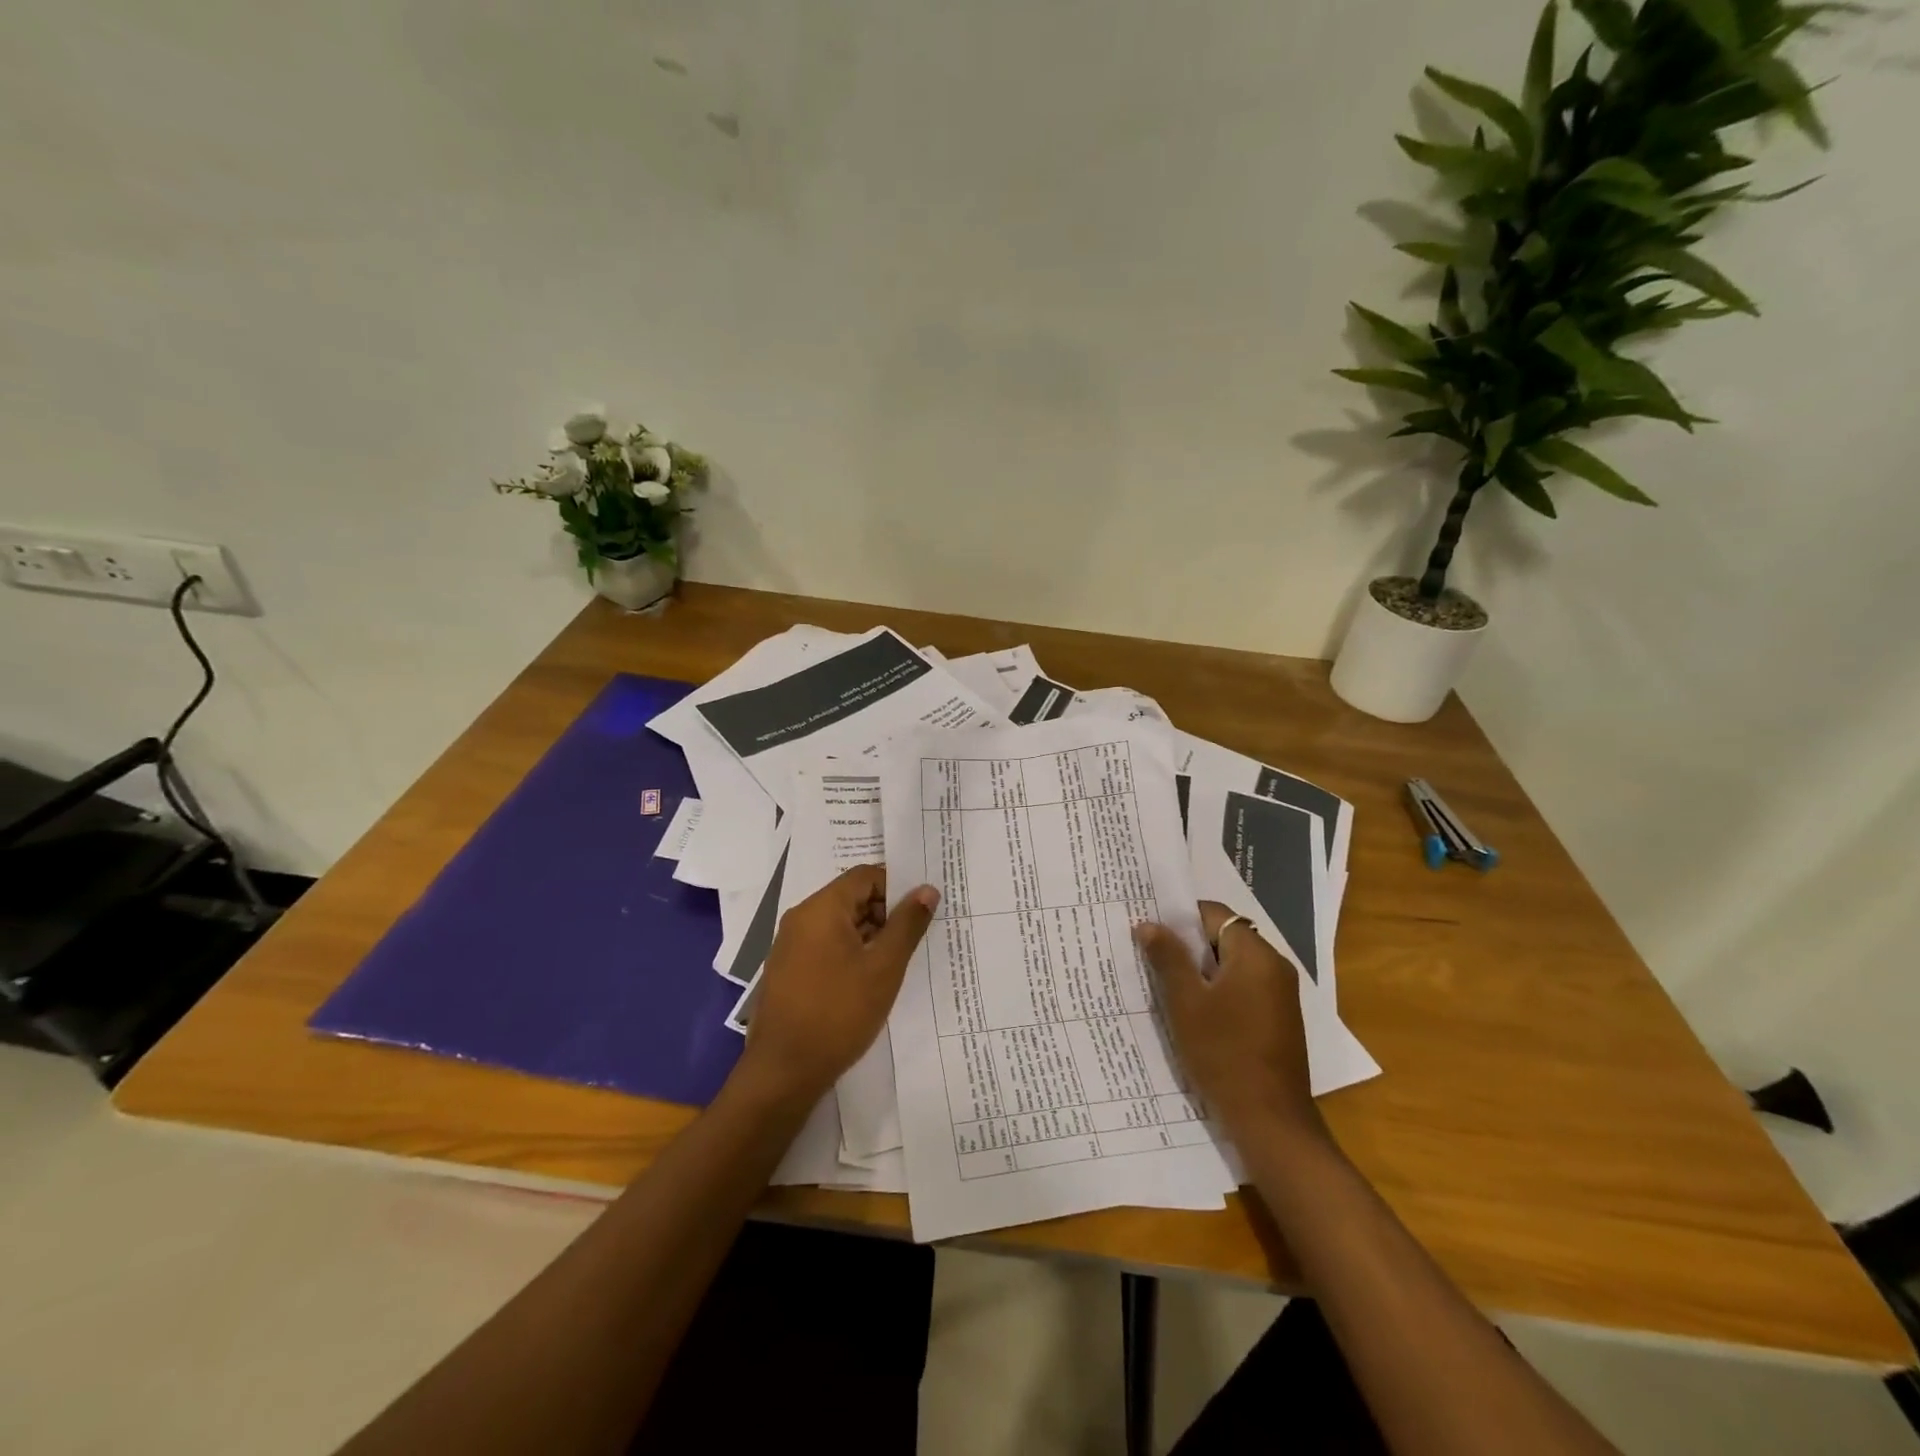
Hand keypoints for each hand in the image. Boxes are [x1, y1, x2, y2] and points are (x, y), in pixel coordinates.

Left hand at [737, 866, 938, 1105]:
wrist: (783, 1072)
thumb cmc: (838, 1013)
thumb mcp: (884, 967)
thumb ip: (907, 924)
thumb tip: (927, 889)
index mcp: (821, 908)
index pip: (865, 876)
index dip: (896, 888)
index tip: (920, 914)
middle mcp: (801, 918)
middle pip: (851, 897)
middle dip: (885, 914)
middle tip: (912, 942)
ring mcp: (790, 945)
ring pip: (839, 924)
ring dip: (869, 937)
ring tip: (894, 965)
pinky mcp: (788, 970)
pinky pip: (825, 946)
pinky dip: (850, 954)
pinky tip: (867, 983)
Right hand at [1134, 902, 1321, 1143]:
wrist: (1270, 1121)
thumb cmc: (1224, 1054)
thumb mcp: (1186, 1003)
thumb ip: (1168, 958)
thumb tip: (1148, 924)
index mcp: (1256, 954)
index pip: (1214, 913)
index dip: (1179, 917)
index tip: (1149, 929)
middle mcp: (1274, 966)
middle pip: (1223, 937)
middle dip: (1186, 945)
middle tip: (1149, 955)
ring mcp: (1279, 995)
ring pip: (1231, 965)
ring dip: (1199, 971)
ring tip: (1163, 983)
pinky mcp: (1277, 1019)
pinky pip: (1242, 988)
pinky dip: (1217, 991)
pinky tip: (1191, 1011)